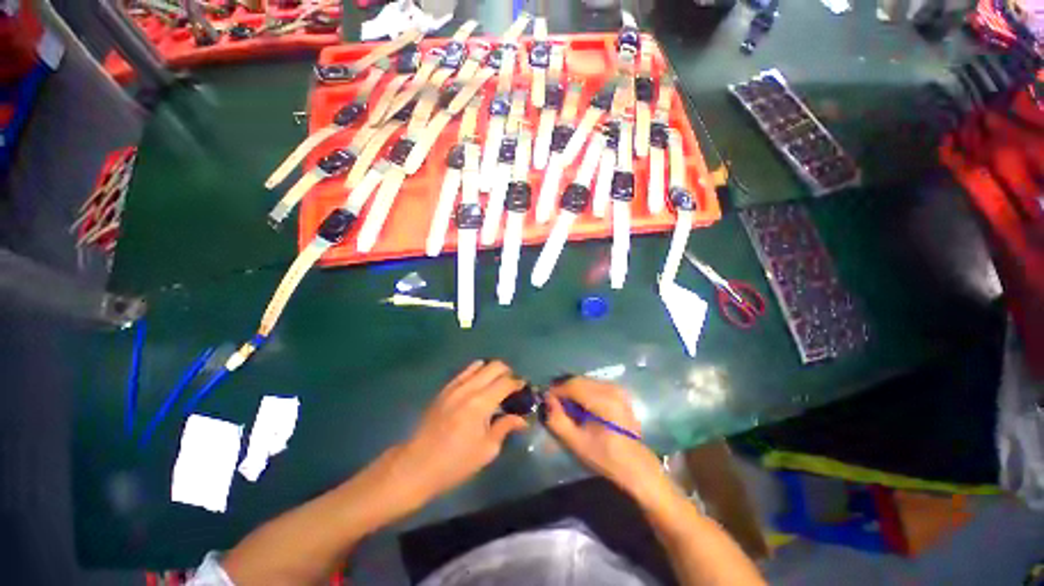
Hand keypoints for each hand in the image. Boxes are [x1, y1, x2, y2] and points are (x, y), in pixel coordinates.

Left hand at [388, 360, 528, 510]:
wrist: (417, 465)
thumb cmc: (455, 463)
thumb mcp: (486, 450)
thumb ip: (505, 427)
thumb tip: (522, 419)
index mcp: (480, 403)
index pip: (506, 382)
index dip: (518, 383)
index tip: (524, 388)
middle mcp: (468, 388)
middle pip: (494, 366)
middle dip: (507, 372)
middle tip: (511, 387)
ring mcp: (454, 386)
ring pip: (479, 365)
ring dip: (491, 370)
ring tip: (495, 385)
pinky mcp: (445, 389)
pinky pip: (465, 372)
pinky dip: (476, 373)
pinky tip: (479, 386)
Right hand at [544, 377, 676, 506]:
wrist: (636, 465)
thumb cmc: (605, 457)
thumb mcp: (576, 443)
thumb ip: (557, 420)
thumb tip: (547, 400)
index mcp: (603, 401)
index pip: (572, 385)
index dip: (556, 390)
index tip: (546, 400)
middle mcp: (611, 389)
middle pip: (579, 380)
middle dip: (564, 389)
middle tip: (554, 404)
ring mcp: (617, 388)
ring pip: (586, 381)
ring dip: (573, 389)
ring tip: (567, 406)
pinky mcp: (619, 392)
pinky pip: (594, 384)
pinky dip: (584, 391)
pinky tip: (581, 406)